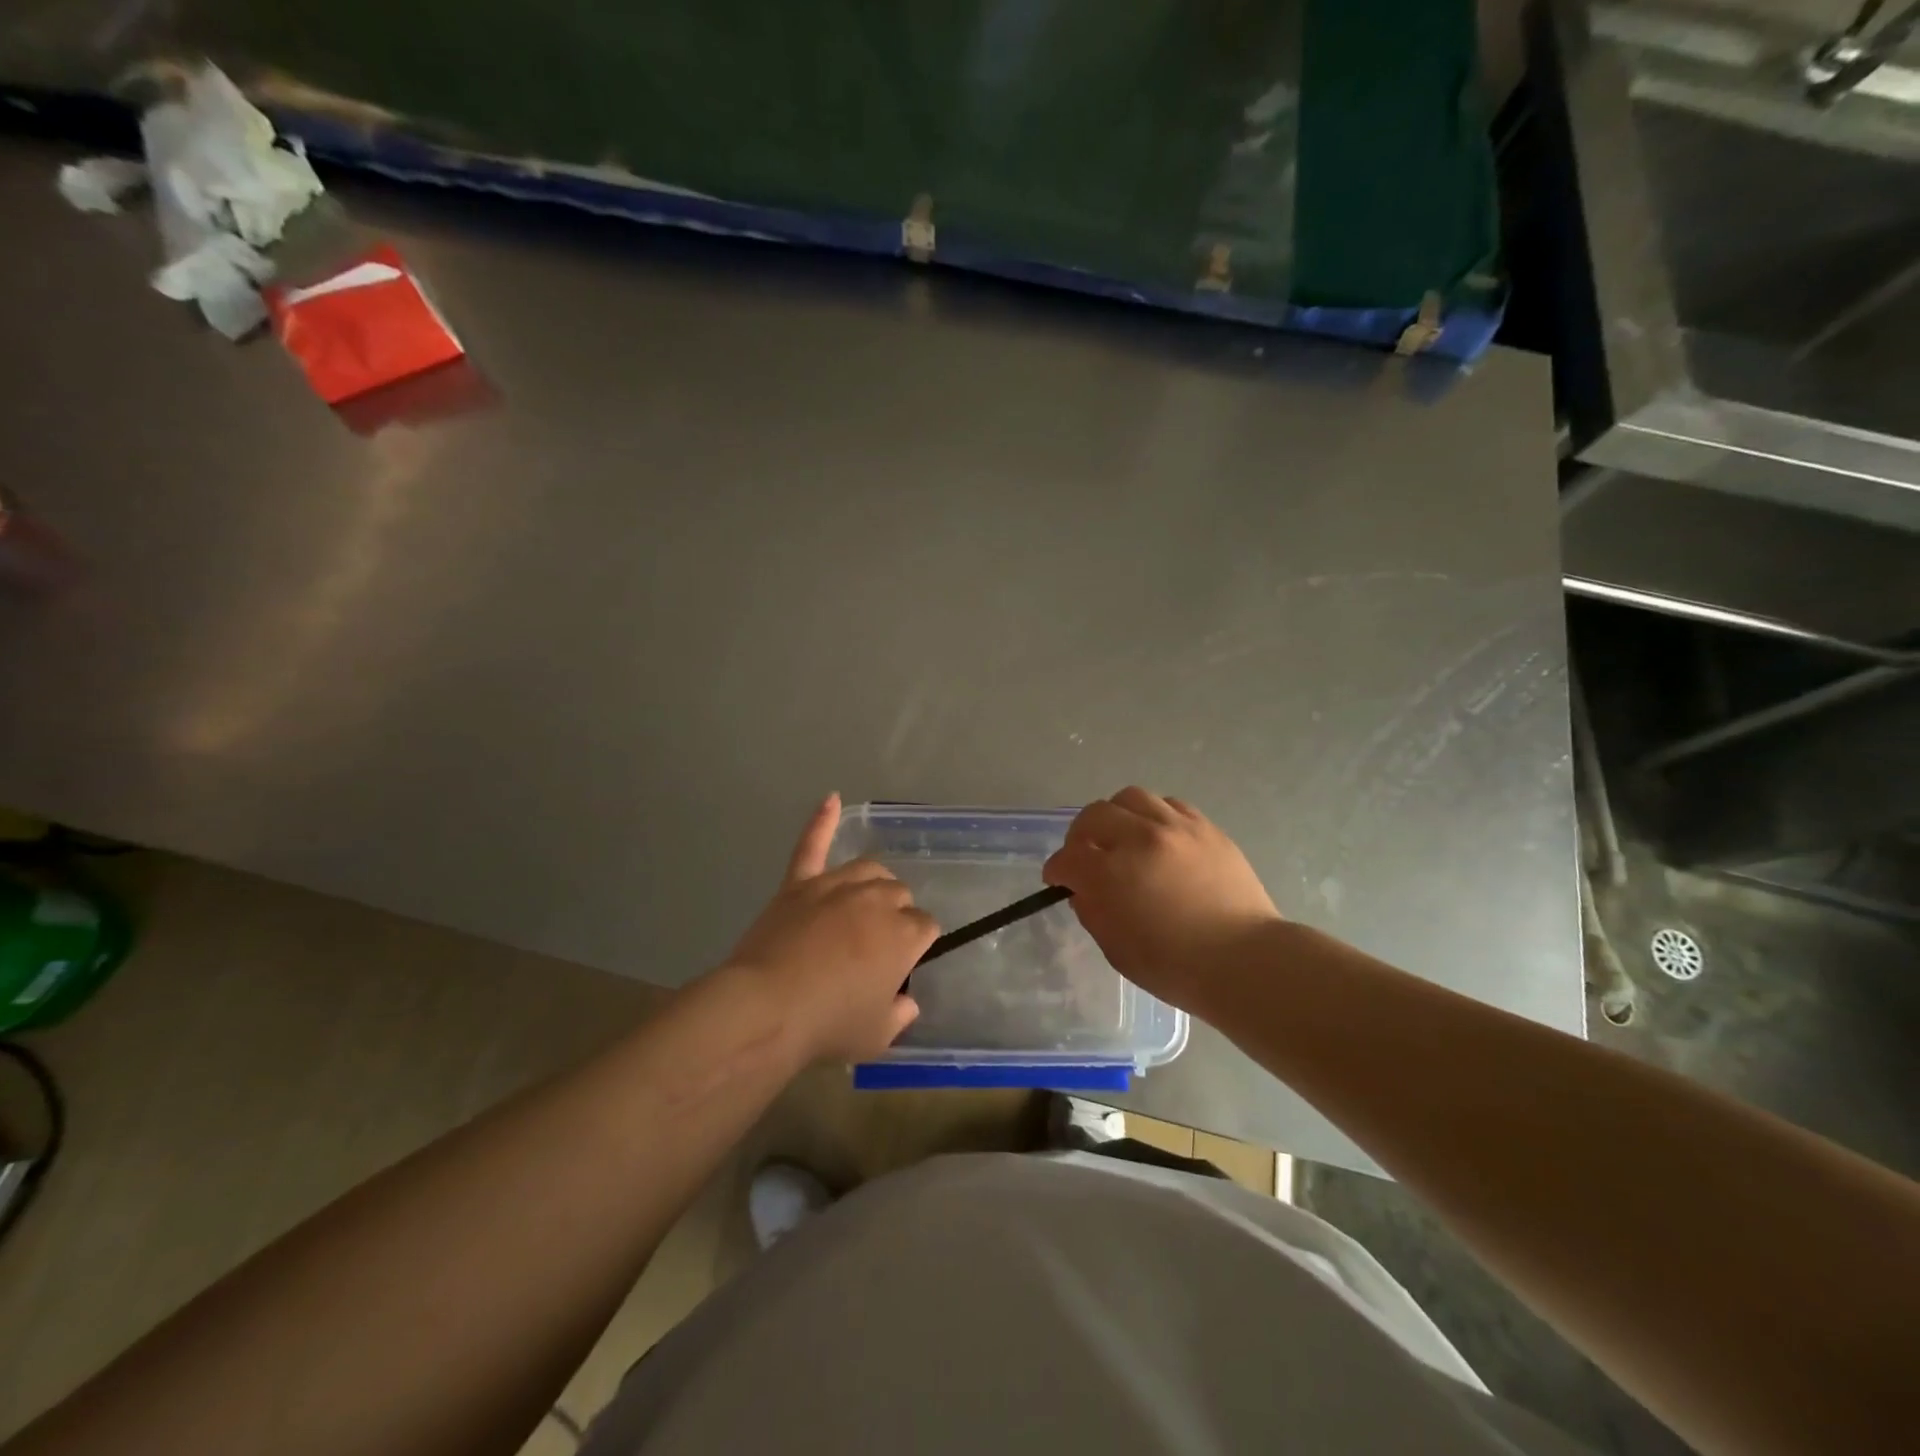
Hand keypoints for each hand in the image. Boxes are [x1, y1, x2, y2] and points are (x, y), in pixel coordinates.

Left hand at [727, 794, 938, 1062]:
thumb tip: (907, 1000)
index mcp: (903, 935)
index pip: (925, 927)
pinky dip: (822, 821)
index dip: (916, 945)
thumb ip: (901, 1013)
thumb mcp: (878, 1035)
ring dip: (874, 884)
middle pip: (899, 895)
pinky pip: (812, 845)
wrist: (767, 1008)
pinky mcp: (799, 884)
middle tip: (875, 947)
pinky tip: (832, 799)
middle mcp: (876, 900)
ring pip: (869, 870)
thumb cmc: (828, 1025)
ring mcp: (835, 886)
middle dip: (896, 916)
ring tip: (865, 904)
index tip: (901, 964)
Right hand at [1043, 787, 1281, 1014]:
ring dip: (1116, 816)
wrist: (1245, 961)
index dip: (1057, 869)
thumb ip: (1092, 912)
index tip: (1058, 879)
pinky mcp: (1205, 827)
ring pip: (1130, 798)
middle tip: (1085, 855)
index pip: (1068, 858)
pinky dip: (1153, 816)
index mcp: (1111, 874)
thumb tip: (1083, 890)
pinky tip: (1157, 837)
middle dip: (1080, 836)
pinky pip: (1169, 804)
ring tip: (1122, 837)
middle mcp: (1139, 839)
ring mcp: (1176, 828)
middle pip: (1094, 815)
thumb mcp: (1116, 949)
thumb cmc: (1176, 967)